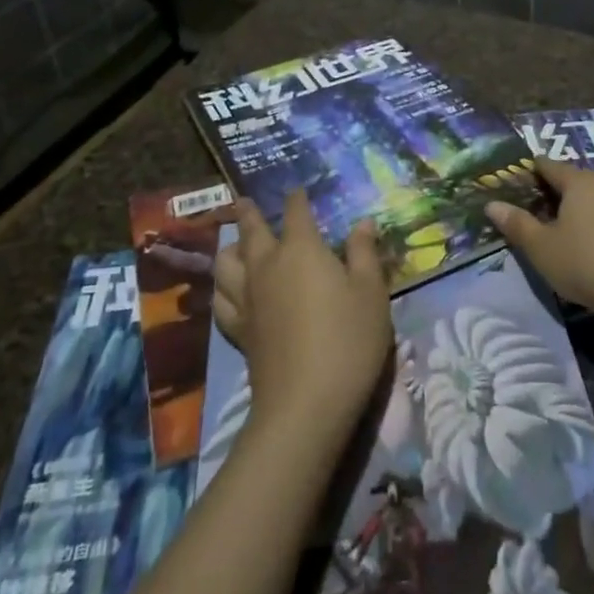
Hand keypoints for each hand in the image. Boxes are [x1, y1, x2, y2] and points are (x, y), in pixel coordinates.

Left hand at [211, 191, 392, 445]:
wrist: (306, 402)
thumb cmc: (348, 339)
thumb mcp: (371, 292)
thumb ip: (364, 253)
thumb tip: (362, 222)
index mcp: (302, 249)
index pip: (296, 212)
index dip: (298, 198)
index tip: (299, 190)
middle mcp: (267, 265)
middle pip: (251, 230)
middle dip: (250, 213)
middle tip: (245, 202)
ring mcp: (248, 298)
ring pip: (226, 263)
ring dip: (230, 247)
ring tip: (233, 244)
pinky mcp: (239, 330)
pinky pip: (222, 301)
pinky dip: (223, 289)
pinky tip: (229, 291)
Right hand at [485, 158, 593, 326]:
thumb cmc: (586, 262)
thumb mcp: (541, 247)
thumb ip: (517, 224)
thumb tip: (492, 204)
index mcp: (579, 181)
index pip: (550, 165)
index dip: (532, 170)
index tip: (518, 178)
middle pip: (577, 177)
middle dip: (559, 187)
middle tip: (540, 205)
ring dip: (587, 200)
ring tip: (573, 218)